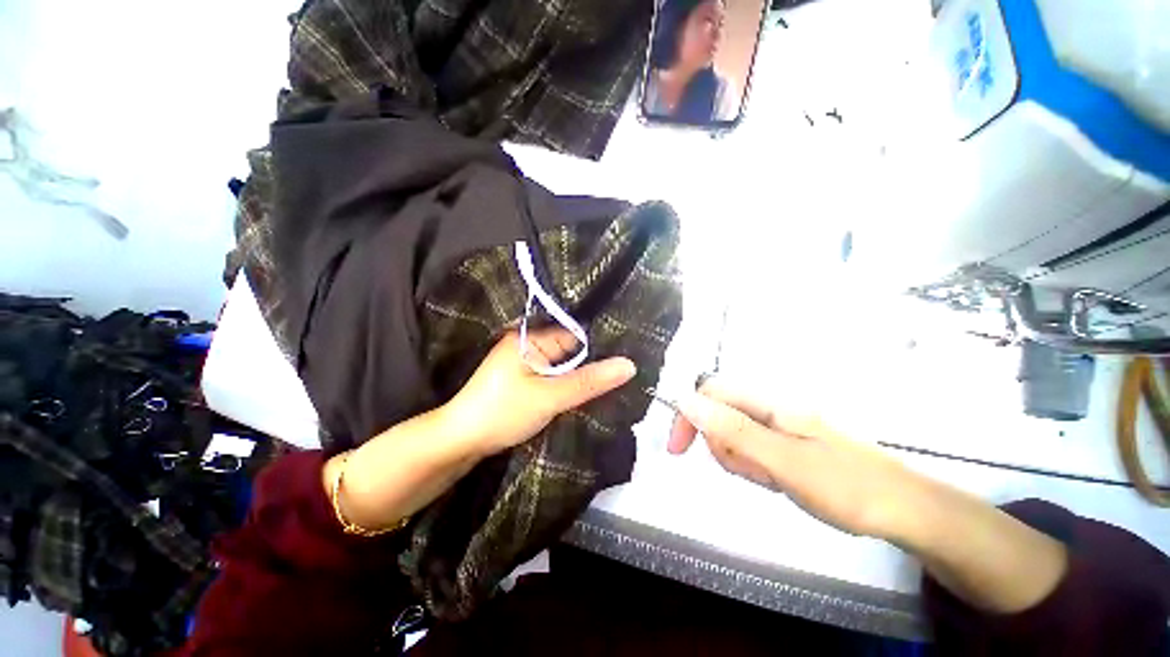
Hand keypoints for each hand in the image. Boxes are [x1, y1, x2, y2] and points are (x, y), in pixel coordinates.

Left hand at [442, 328, 636, 456]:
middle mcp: (526, 345)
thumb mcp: (550, 397)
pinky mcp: (523, 381)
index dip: (601, 344)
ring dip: (581, 374)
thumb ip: (589, 382)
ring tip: (617, 378)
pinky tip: (589, 391)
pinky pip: (553, 377)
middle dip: (593, 361)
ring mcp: (524, 364)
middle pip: (570, 350)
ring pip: (563, 366)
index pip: (574, 334)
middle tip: (628, 369)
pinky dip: (568, 384)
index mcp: (529, 338)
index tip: (630, 351)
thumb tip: (630, 365)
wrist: (460, 442)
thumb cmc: (503, 413)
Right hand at [668, 378, 927, 540]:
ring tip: (771, 478)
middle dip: (722, 445)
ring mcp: (778, 424)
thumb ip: (733, 429)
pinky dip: (754, 466)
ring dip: (739, 459)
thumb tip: (686, 401)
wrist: (902, 509)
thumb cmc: (845, 485)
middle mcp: (769, 406)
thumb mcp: (783, 460)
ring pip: (732, 434)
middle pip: (719, 414)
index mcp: (769, 401)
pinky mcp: (784, 441)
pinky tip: (777, 479)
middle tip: (752, 470)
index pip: (709, 392)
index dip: (689, 416)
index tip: (679, 451)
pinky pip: (750, 448)